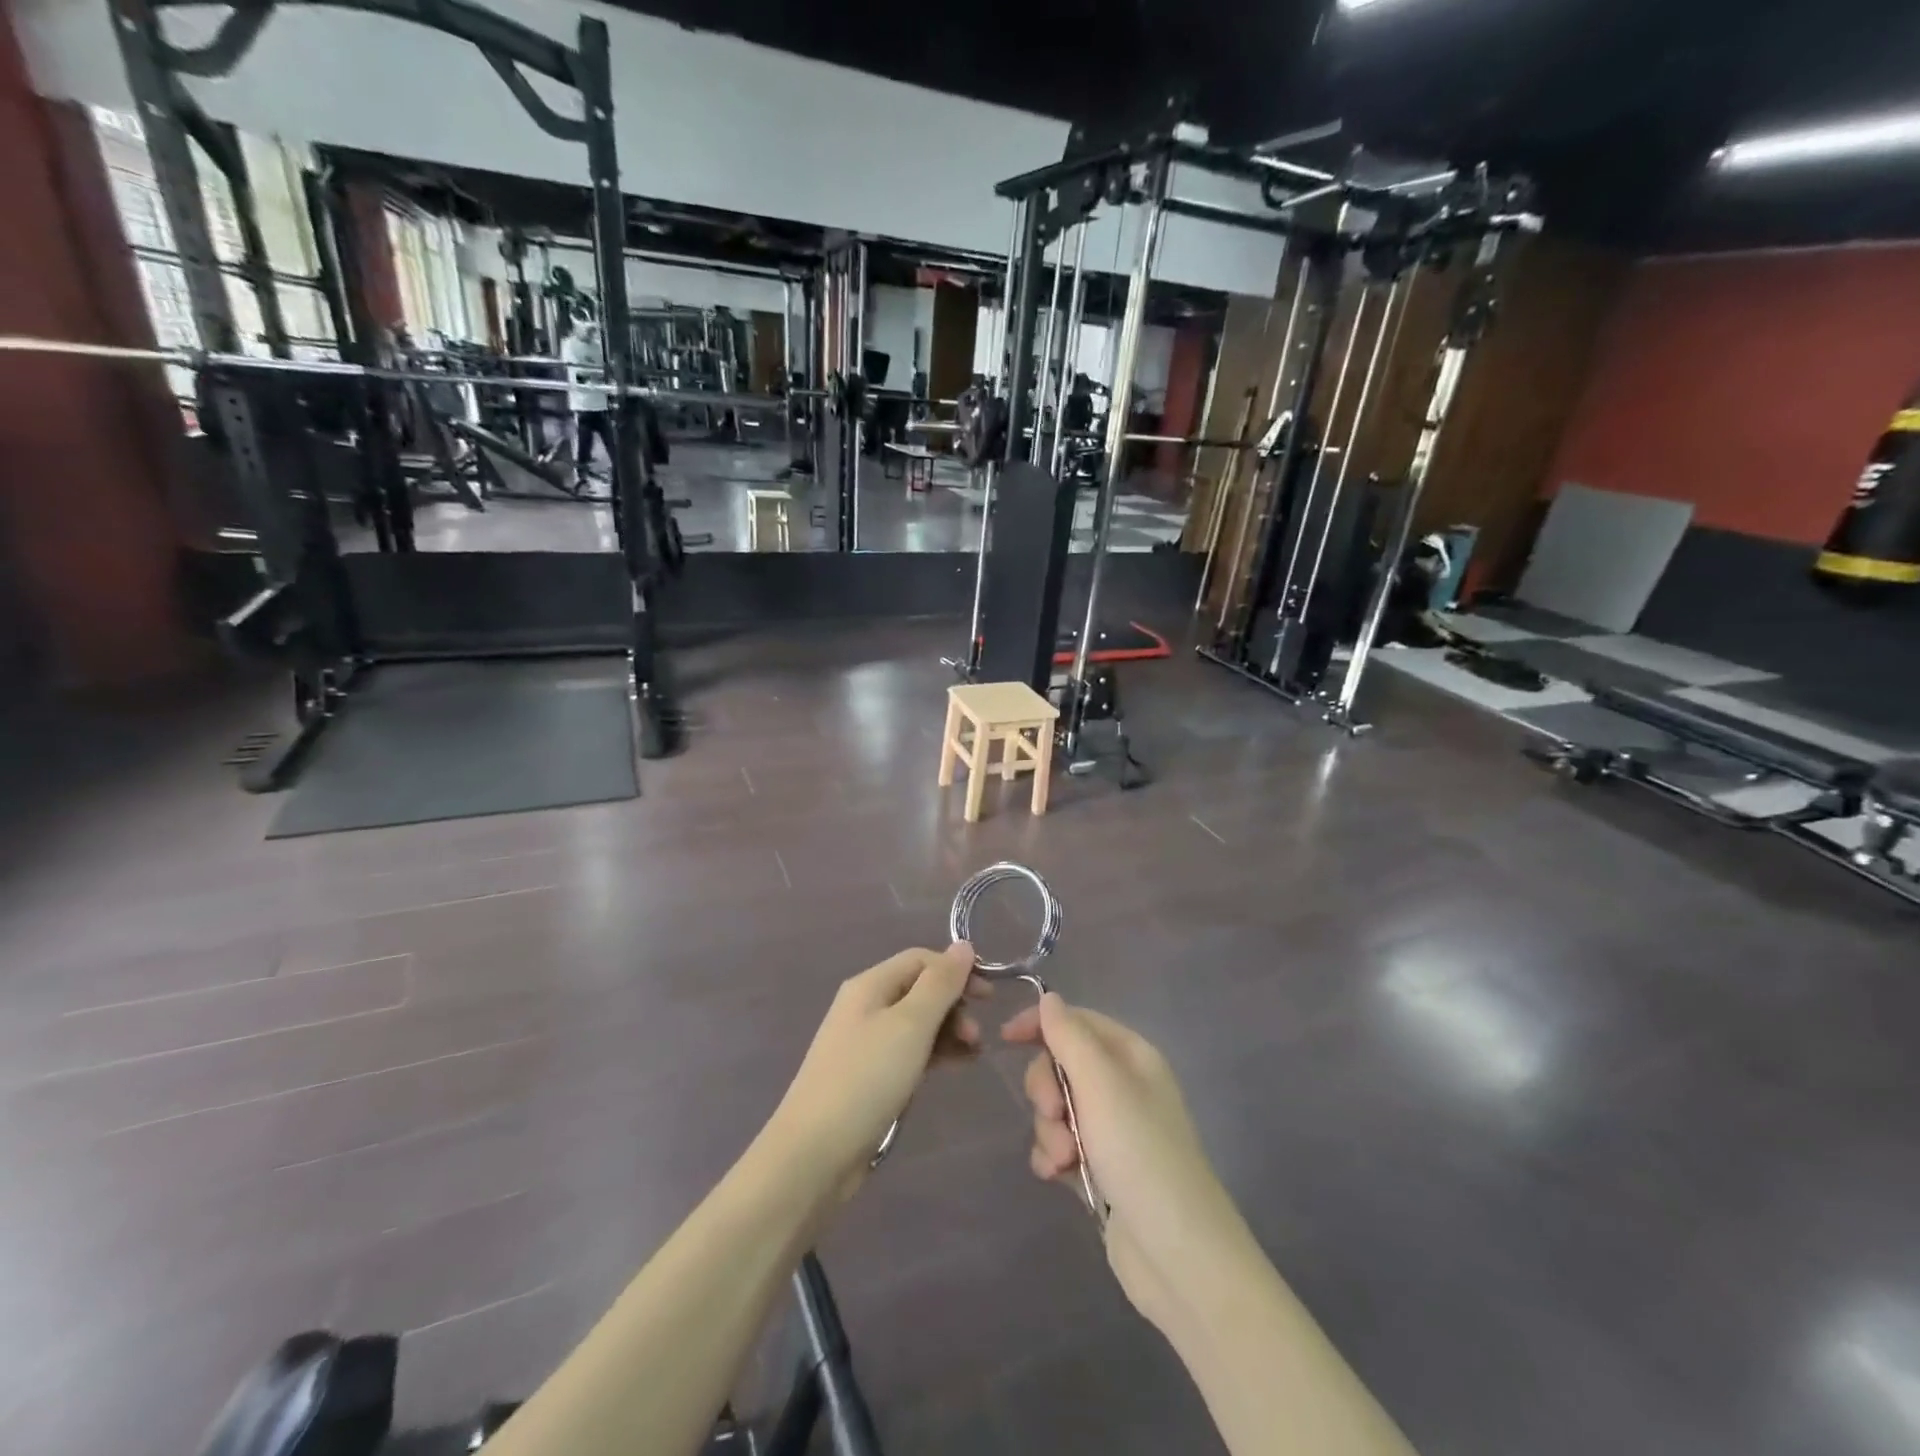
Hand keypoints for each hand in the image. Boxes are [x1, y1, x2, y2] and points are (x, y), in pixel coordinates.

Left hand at [772, 944, 984, 1189]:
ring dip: (948, 1030)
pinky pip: (910, 1050)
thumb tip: (964, 945)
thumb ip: (940, 984)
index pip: (921, 959)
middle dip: (954, 1004)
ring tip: (973, 1054)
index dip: (956, 970)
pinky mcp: (869, 1076)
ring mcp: (865, 1042)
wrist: (815, 1153)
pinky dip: (935, 1053)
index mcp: (870, 985)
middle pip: (920, 989)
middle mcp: (866, 1006)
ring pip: (917, 1022)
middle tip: (977, 1036)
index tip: (989, 998)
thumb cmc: (866, 1079)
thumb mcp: (910, 1025)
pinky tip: (956, 1066)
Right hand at [1004, 994, 1257, 1338]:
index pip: (1077, 1020)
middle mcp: (1123, 1086)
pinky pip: (1060, 1145)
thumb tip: (1049, 997)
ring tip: (1065, 1160)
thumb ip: (1070, 1036)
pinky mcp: (1102, 1168)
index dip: (1041, 1024)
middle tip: (1054, 1115)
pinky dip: (1053, 1157)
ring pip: (1057, 1108)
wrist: (1178, 1255)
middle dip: (1047, 1090)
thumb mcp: (1101, 1085)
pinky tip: (1057, 1177)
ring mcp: (1113, 1129)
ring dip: (1050, 1131)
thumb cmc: (1140, 1154)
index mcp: (1132, 1056)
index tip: (1005, 1039)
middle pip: (1062, 1064)